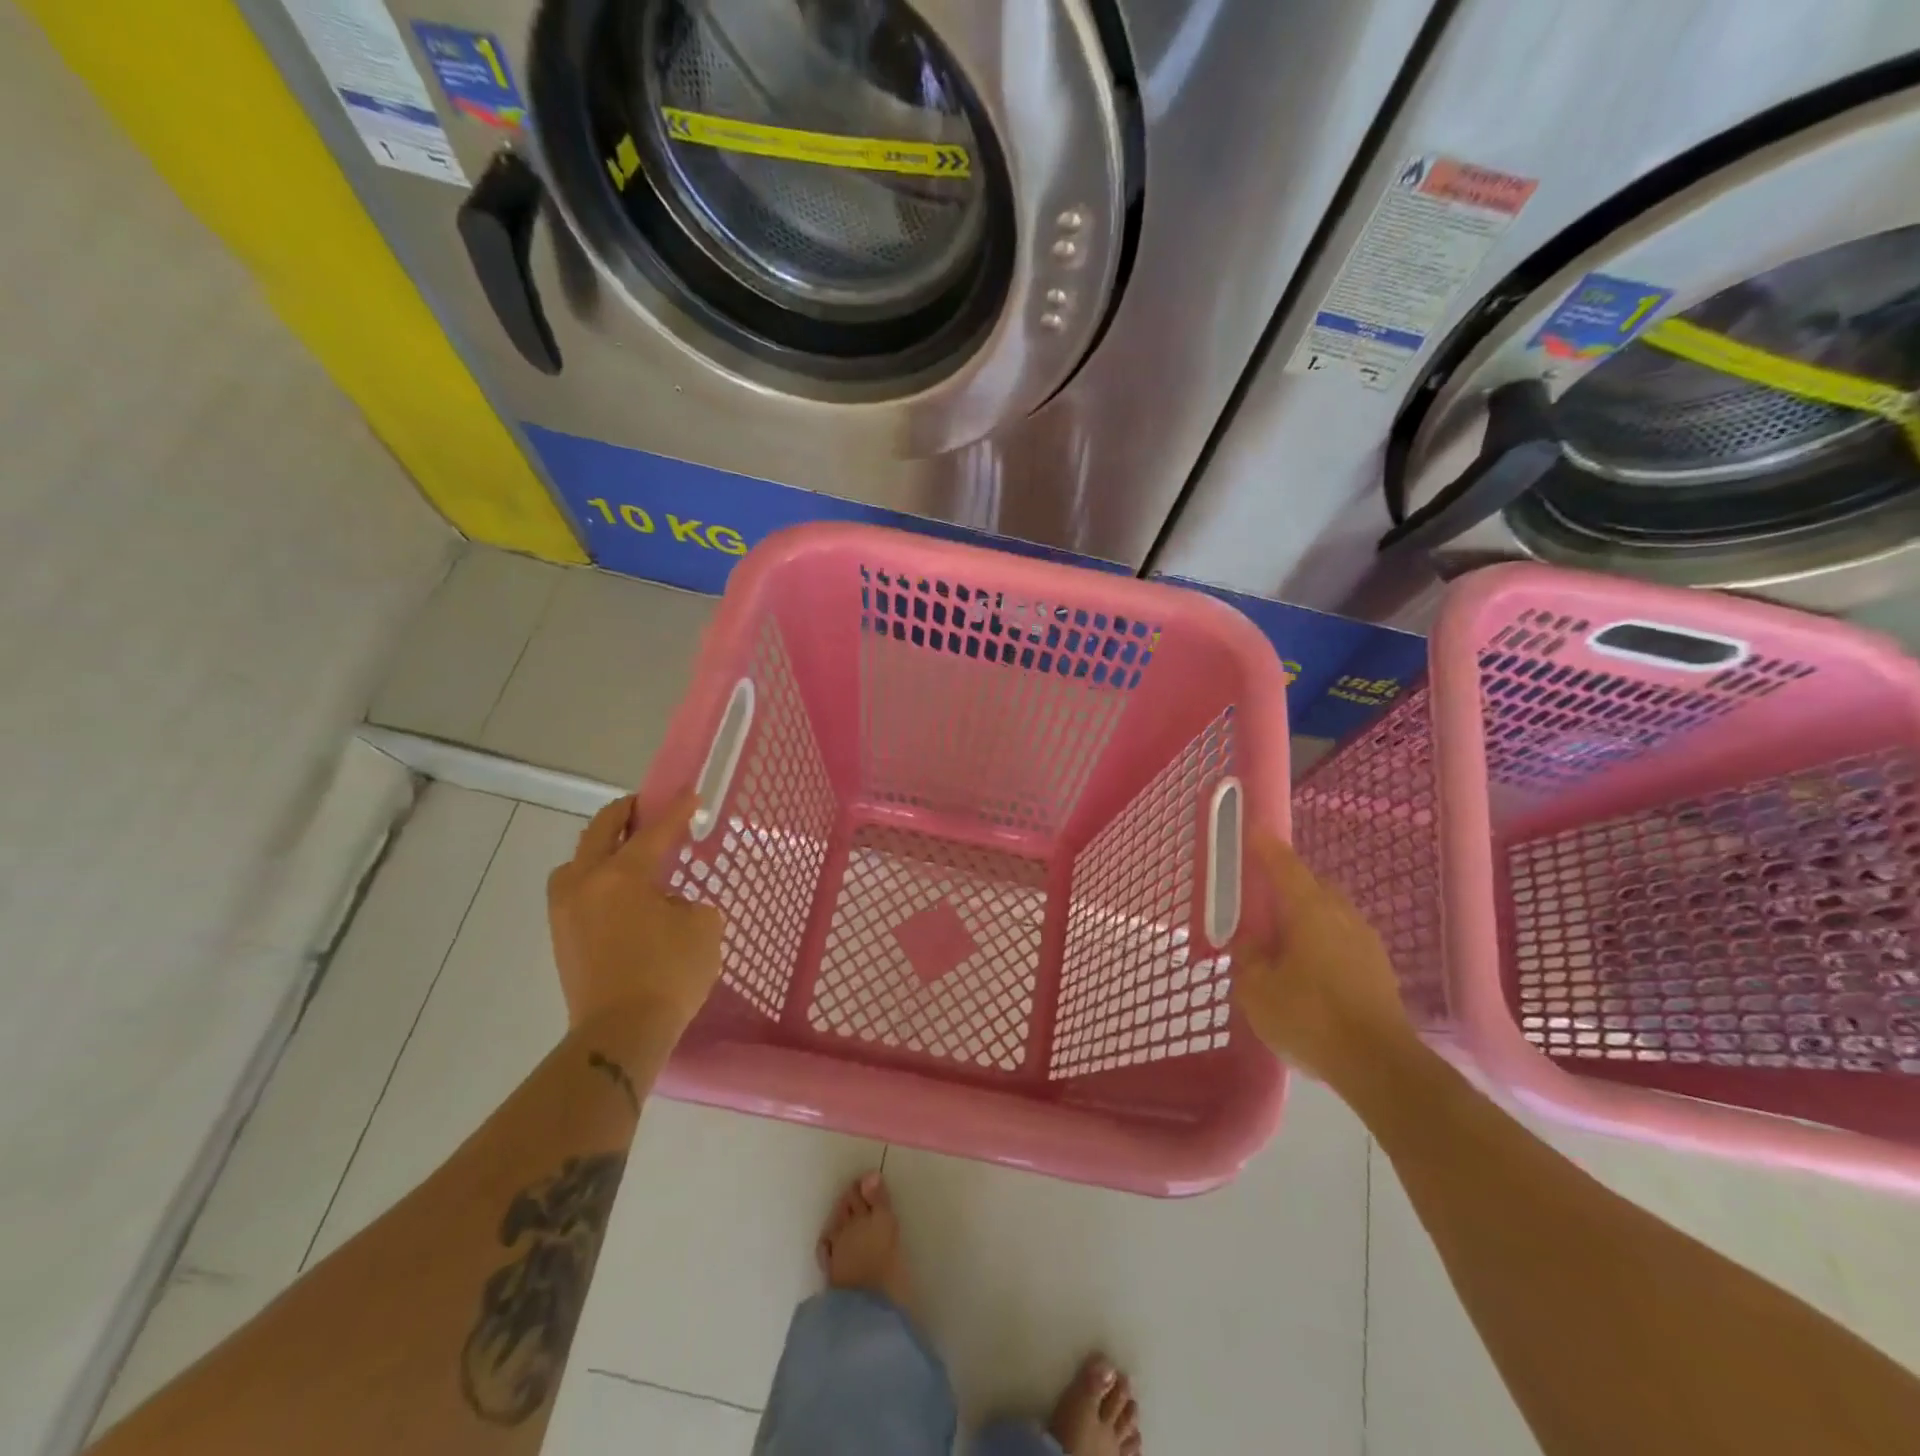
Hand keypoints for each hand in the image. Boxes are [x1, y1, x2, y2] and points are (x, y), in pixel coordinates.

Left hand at [547, 791, 724, 1044]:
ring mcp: (566, 910)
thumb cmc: (668, 974)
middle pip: (600, 832)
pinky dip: (592, 877)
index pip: (654, 832)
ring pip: (577, 861)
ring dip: (599, 847)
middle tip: (645, 807)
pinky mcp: (561, 937)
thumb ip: (688, 903)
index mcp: (623, 875)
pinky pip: (574, 889)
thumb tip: (666, 905)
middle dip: (624, 813)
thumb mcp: (703, 928)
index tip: (690, 795)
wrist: (620, 1033)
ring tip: (623, 851)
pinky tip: (615, 892)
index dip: (676, 812)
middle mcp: (586, 883)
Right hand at [1232, 831, 1416, 1085]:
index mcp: (1309, 910)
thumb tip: (1251, 942)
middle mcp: (1342, 916)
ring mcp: (1367, 943)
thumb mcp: (1256, 989)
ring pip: (1332, 914)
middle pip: (1313, 886)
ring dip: (1308, 916)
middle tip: (1264, 897)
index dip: (1267, 848)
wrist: (1379, 1066)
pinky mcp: (1380, 972)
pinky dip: (1323, 942)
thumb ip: (1248, 957)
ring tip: (1284, 937)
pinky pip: (1344, 940)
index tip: (1254, 832)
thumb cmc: (1309, 1017)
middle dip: (1289, 884)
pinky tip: (1309, 968)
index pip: (1285, 866)